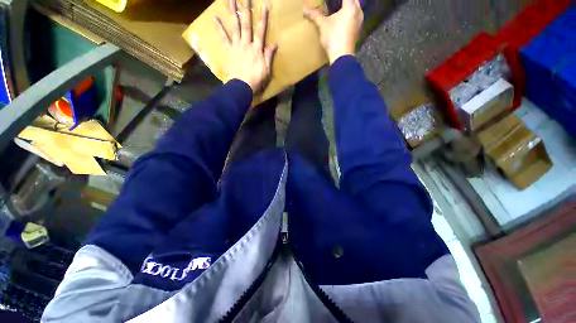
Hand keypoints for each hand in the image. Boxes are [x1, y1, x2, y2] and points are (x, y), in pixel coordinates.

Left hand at [215, 0, 277, 93]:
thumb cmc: (256, 80)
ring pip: (235, 26)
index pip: (261, 31)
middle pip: (246, 24)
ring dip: (233, 12)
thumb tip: (275, 44)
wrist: (242, 86)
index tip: (264, 4)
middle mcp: (246, 44)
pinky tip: (214, 16)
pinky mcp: (228, 50)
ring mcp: (236, 46)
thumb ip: (269, 56)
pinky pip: (223, 37)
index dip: (263, 18)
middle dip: (246, 9)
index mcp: (257, 49)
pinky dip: (218, 27)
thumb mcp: (266, 70)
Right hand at [304, 0, 362, 63]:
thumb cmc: (333, 37)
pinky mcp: (358, 31)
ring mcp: (359, 22)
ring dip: (350, 7)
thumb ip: (315, 15)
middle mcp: (358, 11)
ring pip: (356, 9)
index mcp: (350, 6)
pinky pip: (356, 18)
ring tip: (340, 9)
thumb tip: (304, 9)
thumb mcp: (323, 25)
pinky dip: (351, 16)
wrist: (341, 56)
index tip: (332, 1)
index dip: (337, 0)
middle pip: (354, 0)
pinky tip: (344, 20)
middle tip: (336, 3)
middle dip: (346, 1)